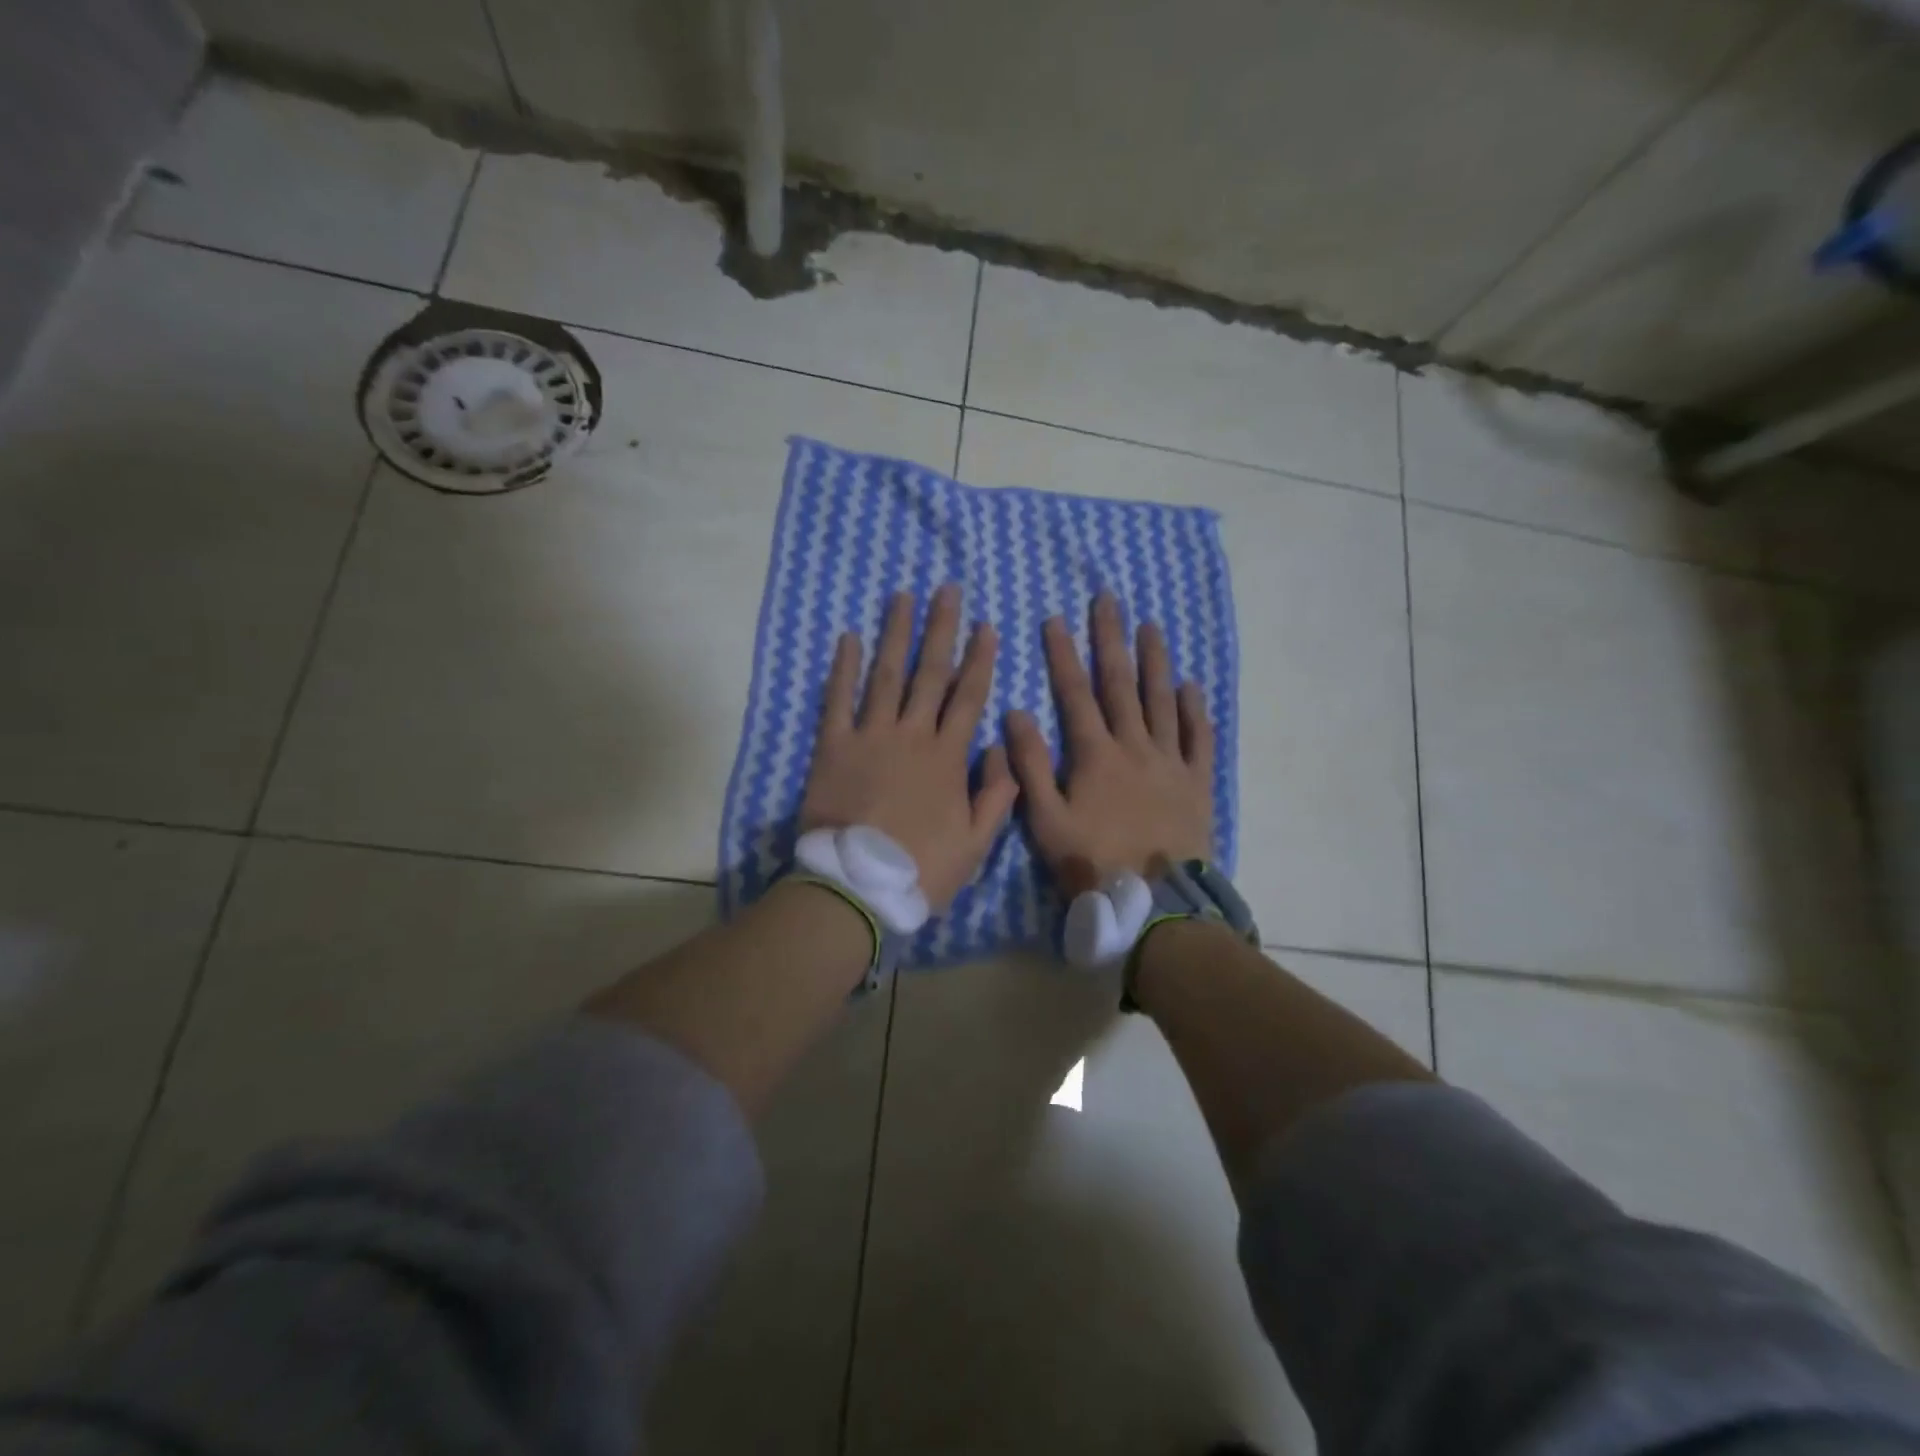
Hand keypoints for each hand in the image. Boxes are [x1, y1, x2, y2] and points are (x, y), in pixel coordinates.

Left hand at [800, 584, 1019, 910]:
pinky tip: (849, 638)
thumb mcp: (976, 843)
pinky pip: (838, 700)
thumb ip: (996, 794)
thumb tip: (1001, 747)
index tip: (986, 626)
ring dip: (896, 634)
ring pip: (887, 675)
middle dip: (941, 629)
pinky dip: (843, 668)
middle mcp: (912, 735)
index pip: (969, 697)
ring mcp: (870, 736)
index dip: (979, 660)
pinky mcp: (833, 746)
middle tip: (947, 590)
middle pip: (930, 673)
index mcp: (948, 757)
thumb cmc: (921, 869)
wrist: (856, 886)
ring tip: (903, 596)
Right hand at [1006, 593, 1213, 896]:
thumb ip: (1030, 767)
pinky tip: (1190, 687)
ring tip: (1151, 627)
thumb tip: (1016, 714)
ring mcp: (1170, 762)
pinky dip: (1194, 710)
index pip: (1075, 694)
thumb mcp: (1046, 821)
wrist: (1155, 901)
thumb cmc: (1093, 862)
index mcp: (1096, 755)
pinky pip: (1197, 738)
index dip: (1063, 655)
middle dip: (1111, 640)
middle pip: (1121, 684)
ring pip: (1162, 701)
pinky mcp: (1197, 782)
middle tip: (1109, 600)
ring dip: (1155, 662)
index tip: (1056, 619)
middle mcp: (1135, 746)